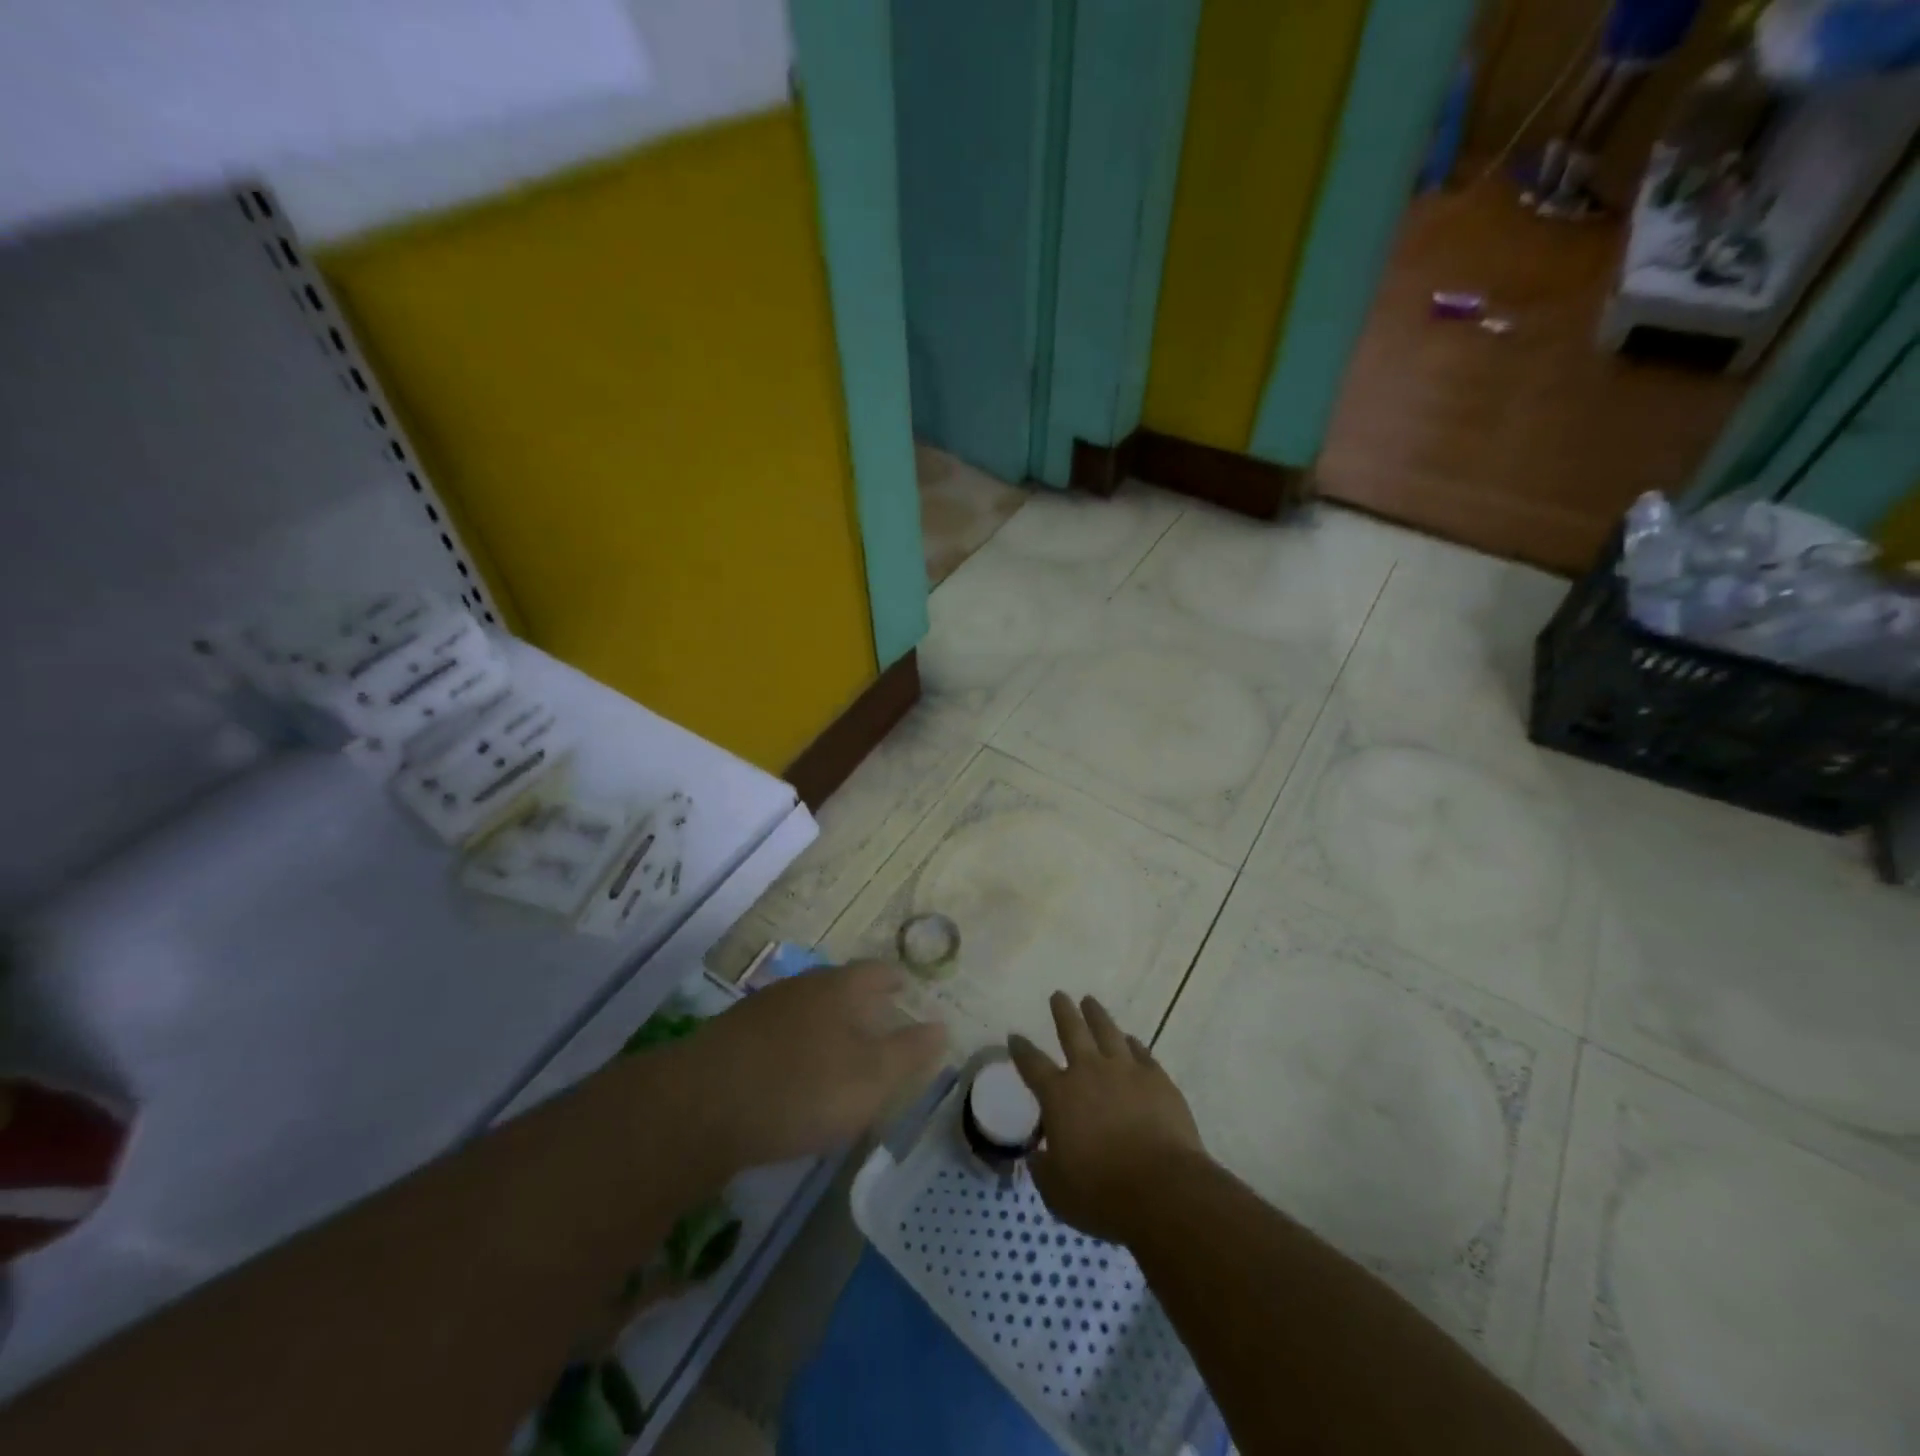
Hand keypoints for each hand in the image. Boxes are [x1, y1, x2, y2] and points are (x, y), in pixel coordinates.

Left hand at [655, 962, 946, 1177]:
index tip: (907, 992)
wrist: (701, 1106)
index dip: (895, 981)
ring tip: (839, 1050)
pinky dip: (795, 1045)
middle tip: (879, 1023)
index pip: (877, 972)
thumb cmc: (802, 1088)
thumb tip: (941, 1027)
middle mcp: (803, 986)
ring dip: (826, 1024)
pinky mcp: (732, 1036)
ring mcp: (763, 1009)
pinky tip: (793, 1073)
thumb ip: (909, 1052)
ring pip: (807, 1008)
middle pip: (840, 986)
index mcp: (841, 987)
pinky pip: (778, 1033)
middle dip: (861, 1002)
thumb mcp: (872, 1078)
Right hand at [1009, 992, 1205, 1244]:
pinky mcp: (1158, 1079)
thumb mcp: (1058, 1193)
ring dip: (1097, 1015)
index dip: (1021, 1049)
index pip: (1032, 1064)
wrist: (1163, 1191)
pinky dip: (1132, 1044)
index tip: (1015, 1036)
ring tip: (1090, 1002)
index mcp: (1059, 1096)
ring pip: (1107, 1031)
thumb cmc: (1102, 1195)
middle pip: (1072, 1030)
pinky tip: (1130, 1040)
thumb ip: (1044, 1170)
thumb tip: (1038, 1156)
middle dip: (1063, 1011)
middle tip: (1059, 995)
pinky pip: (1141, 1052)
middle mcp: (1090, 1072)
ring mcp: (1126, 1071)